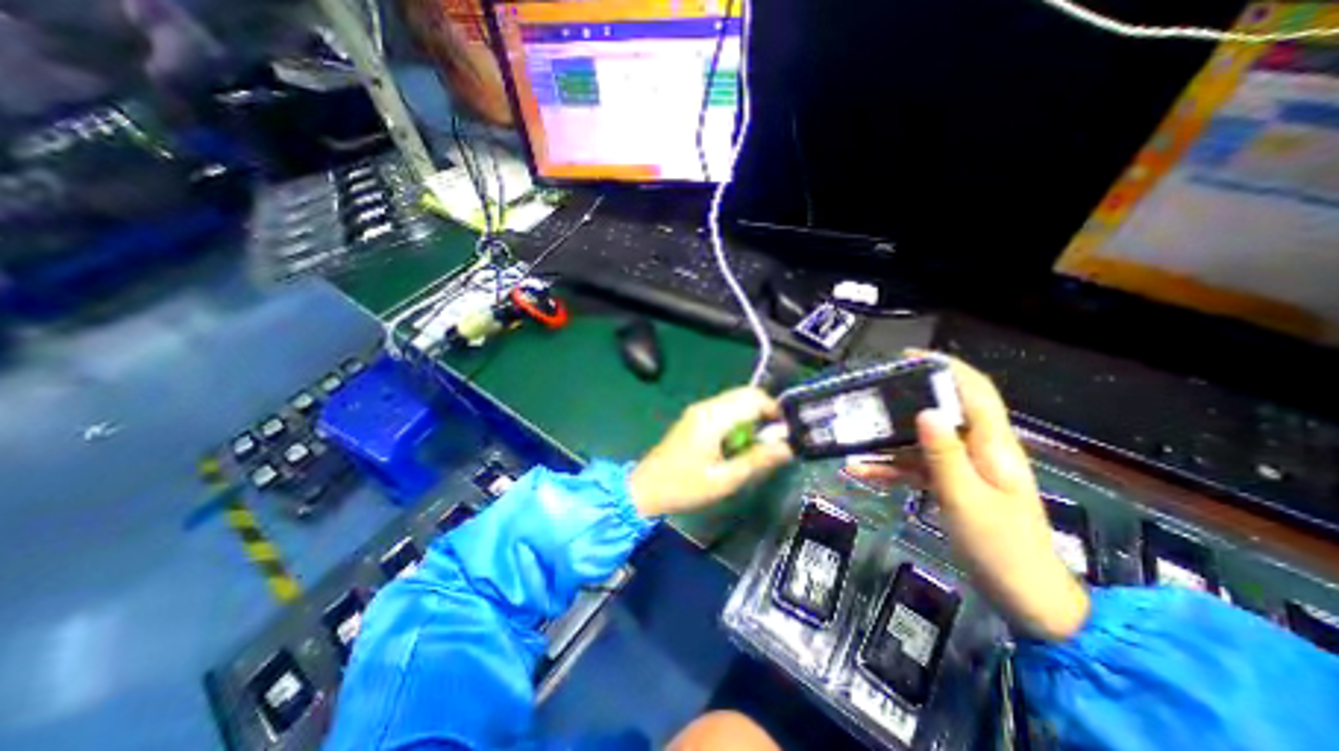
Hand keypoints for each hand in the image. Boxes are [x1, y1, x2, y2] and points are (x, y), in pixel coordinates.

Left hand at [631, 388, 793, 515]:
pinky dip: (738, 420)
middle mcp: (706, 406)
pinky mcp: (695, 417)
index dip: (775, 410)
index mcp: (713, 417)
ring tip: (756, 445)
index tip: (785, 432)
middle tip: (773, 440)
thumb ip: (757, 460)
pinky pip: (724, 409)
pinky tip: (736, 443)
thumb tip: (787, 447)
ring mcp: (698, 410)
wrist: (645, 488)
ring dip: (751, 416)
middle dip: (765, 412)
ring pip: (735, 400)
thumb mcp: (724, 480)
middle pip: (745, 394)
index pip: (753, 398)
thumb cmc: (684, 487)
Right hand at [851, 353, 1090, 639]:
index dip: (946, 367)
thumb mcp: (966, 500)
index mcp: (992, 445)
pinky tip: (859, 472)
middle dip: (906, 399)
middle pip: (941, 411)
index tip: (908, 357)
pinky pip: (916, 467)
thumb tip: (924, 411)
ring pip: (922, 441)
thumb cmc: (1001, 548)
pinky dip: (890, 468)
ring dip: (889, 440)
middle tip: (870, 394)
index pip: (974, 391)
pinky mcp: (950, 485)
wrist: (1025, 599)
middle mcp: (978, 449)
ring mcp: (963, 468)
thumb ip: (944, 455)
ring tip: (854, 434)